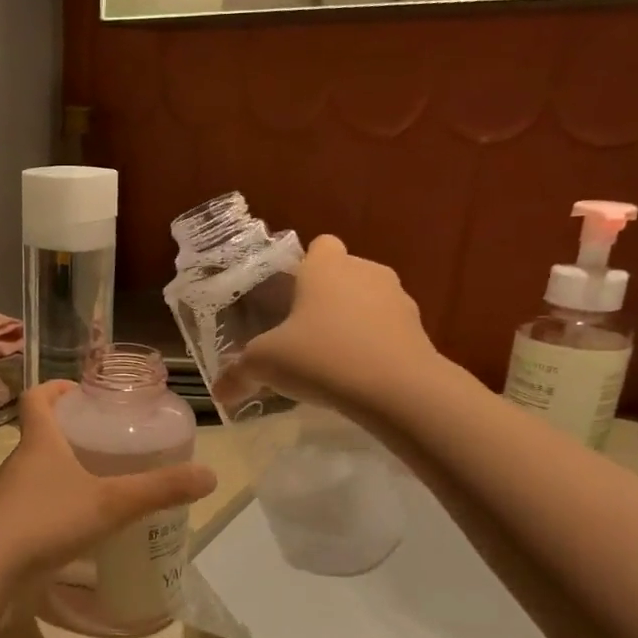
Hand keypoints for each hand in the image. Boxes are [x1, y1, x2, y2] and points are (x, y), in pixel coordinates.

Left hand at [0, 382, 216, 580]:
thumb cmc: (47, 520)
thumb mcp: (111, 502)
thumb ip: (159, 489)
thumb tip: (210, 475)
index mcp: (39, 441)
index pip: (37, 397)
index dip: (56, 388)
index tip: (81, 392)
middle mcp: (19, 462)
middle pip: (40, 434)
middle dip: (71, 432)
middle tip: (107, 441)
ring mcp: (10, 496)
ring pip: (37, 471)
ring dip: (63, 471)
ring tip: (100, 482)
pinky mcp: (7, 527)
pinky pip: (34, 505)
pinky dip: (56, 505)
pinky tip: (80, 526)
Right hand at [222, 235, 441, 414]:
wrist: (397, 389)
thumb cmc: (321, 357)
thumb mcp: (265, 365)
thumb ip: (239, 374)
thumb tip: (219, 392)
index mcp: (326, 267)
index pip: (319, 245)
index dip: (304, 267)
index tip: (289, 297)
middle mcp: (365, 272)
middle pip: (344, 274)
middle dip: (326, 298)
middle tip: (302, 334)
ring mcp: (398, 299)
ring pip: (368, 302)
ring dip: (352, 322)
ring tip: (331, 360)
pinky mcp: (419, 331)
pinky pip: (387, 331)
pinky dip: (374, 347)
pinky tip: (357, 377)